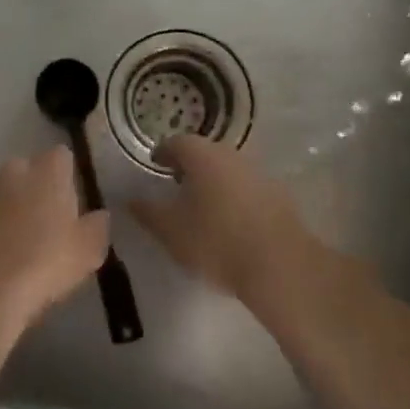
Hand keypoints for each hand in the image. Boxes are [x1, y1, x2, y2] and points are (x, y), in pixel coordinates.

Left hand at [0, 146, 110, 329]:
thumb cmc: (45, 262)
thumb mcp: (88, 251)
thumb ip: (97, 228)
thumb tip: (99, 216)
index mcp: (46, 172)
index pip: (61, 156)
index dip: (68, 175)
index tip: (74, 199)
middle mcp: (12, 174)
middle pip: (28, 171)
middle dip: (37, 189)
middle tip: (50, 223)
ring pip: (2, 195)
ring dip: (12, 212)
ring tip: (23, 247)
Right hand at [128, 135, 314, 302]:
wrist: (280, 266)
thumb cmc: (216, 242)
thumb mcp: (170, 231)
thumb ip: (147, 212)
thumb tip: (129, 199)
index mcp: (203, 156)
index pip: (176, 142)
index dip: (162, 153)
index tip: (154, 166)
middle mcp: (232, 156)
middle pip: (204, 152)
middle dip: (188, 165)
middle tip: (174, 184)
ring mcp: (259, 174)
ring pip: (227, 169)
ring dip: (212, 180)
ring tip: (200, 206)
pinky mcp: (278, 195)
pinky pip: (246, 187)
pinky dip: (232, 195)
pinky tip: (228, 220)